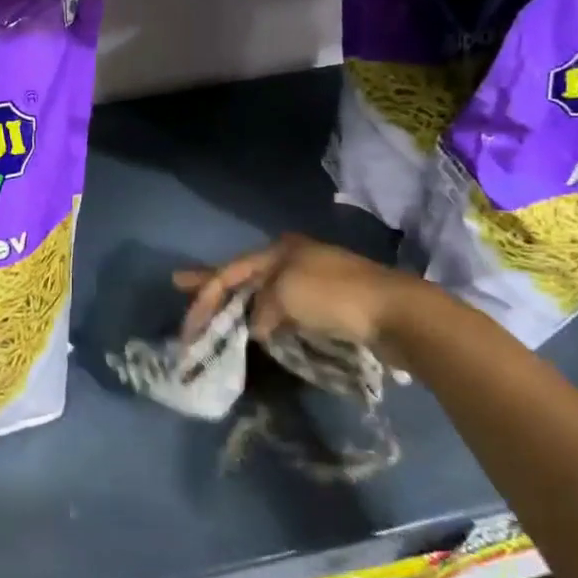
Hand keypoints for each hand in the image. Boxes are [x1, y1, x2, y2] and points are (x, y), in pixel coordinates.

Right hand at [174, 233, 417, 367]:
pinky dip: (265, 318)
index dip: (203, 289)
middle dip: (213, 285)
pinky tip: (257, 328)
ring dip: (239, 304)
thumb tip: (257, 327)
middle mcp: (292, 259)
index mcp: (279, 249)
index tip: (182, 308)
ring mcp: (311, 281)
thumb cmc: (334, 295)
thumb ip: (261, 309)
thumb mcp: (285, 294)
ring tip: (215, 313)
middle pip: (243, 275)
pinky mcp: (328, 305)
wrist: (396, 312)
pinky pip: (283, 309)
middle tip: (181, 287)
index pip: (230, 269)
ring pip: (263, 292)